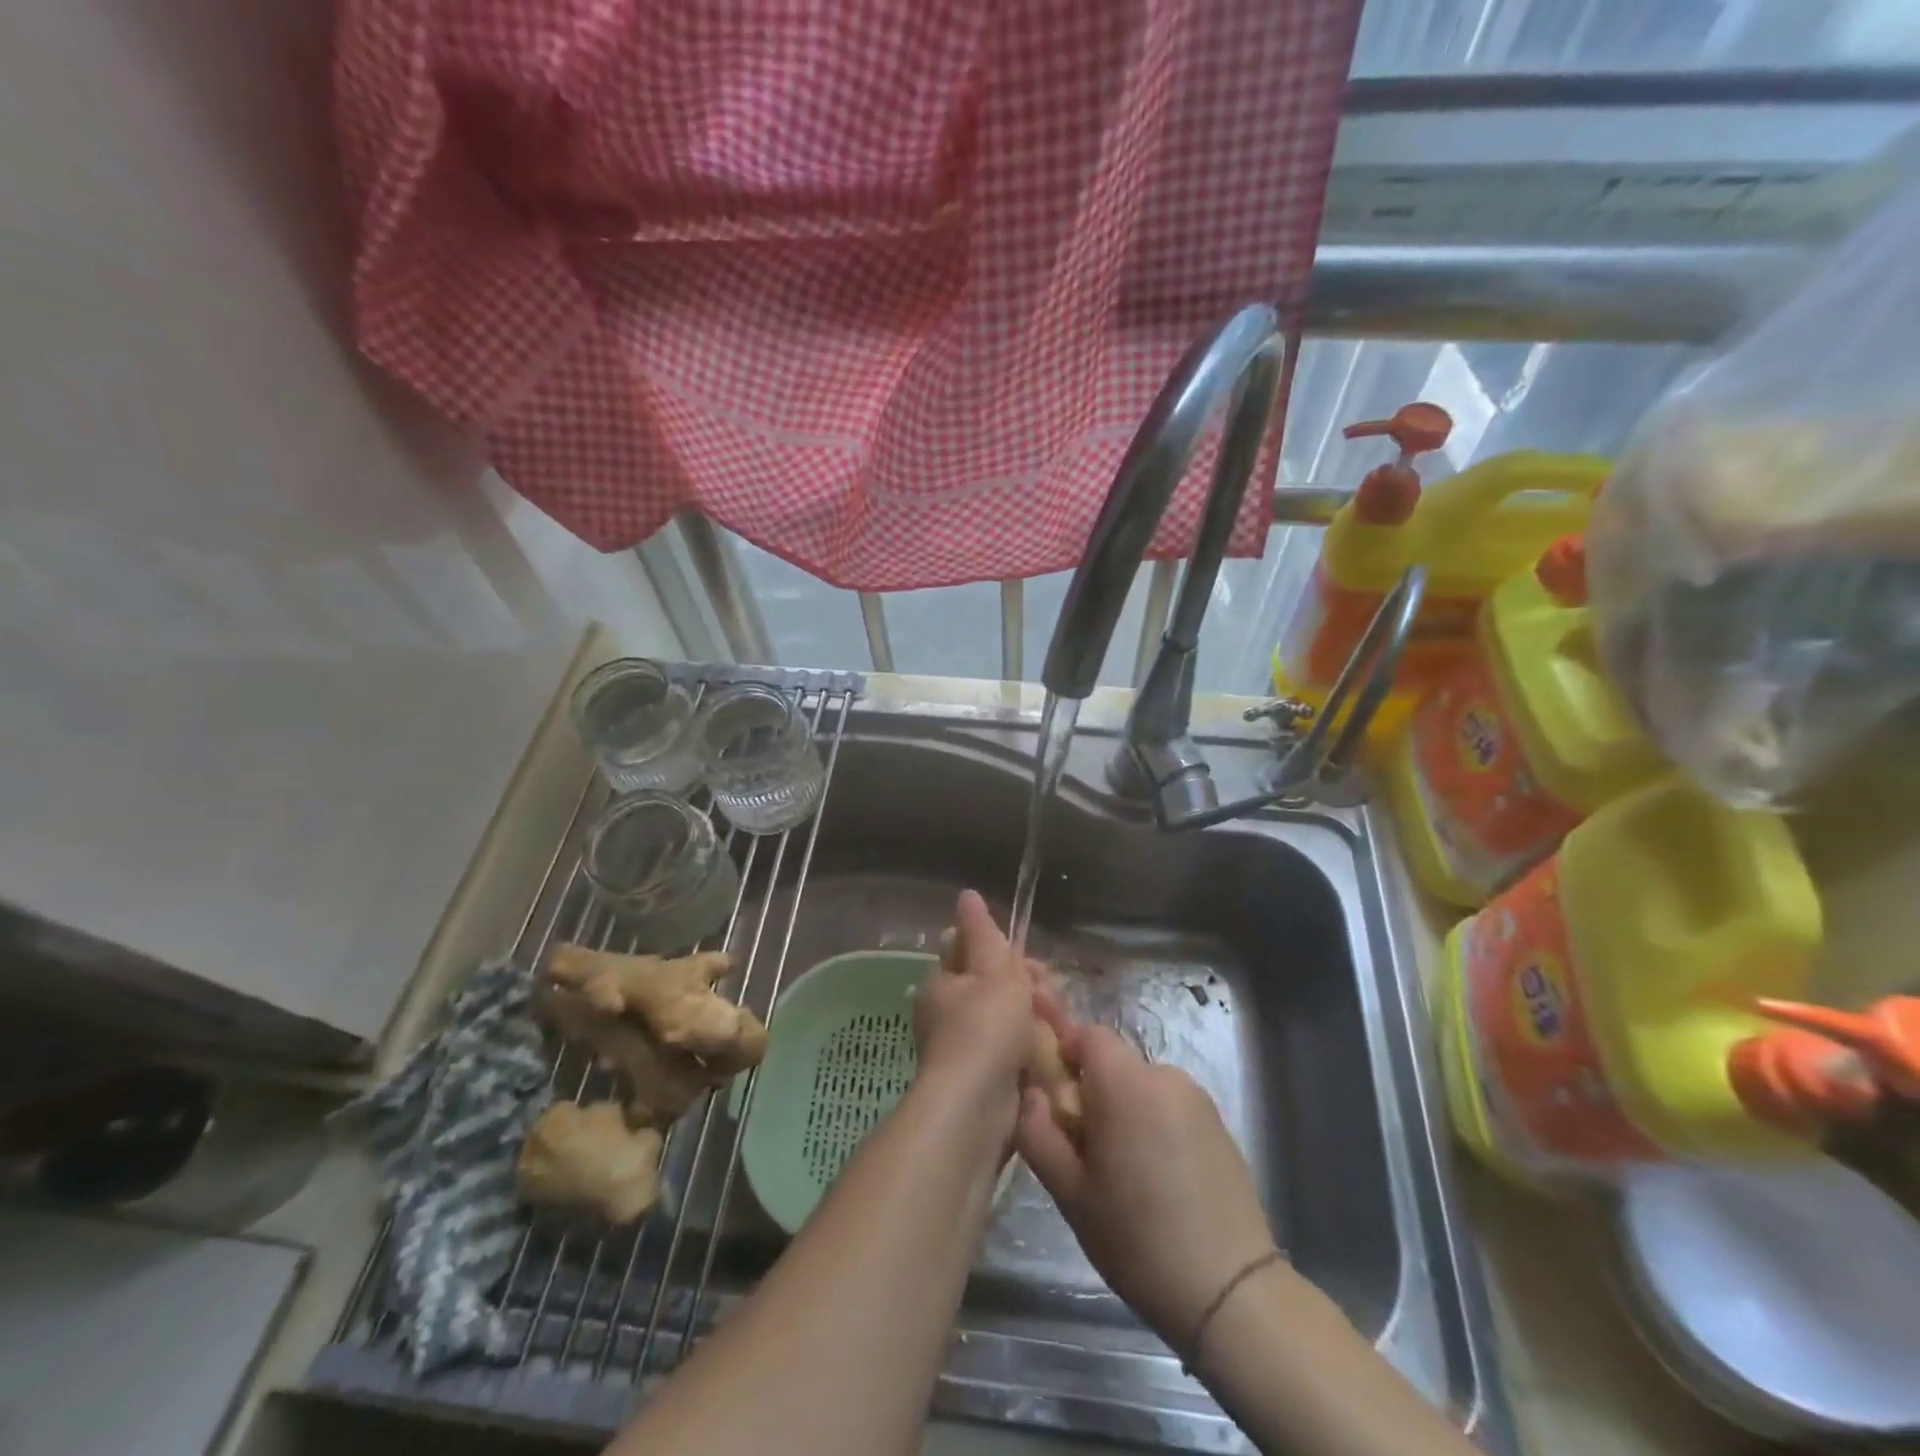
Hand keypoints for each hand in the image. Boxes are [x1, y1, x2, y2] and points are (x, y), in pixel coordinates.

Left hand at [912, 891, 1039, 1122]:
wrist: (976, 1111)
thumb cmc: (985, 1029)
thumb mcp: (992, 972)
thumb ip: (984, 933)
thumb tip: (967, 894)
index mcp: (942, 983)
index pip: (972, 953)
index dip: (1006, 953)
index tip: (1035, 966)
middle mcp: (946, 1014)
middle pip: (994, 988)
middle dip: (1028, 989)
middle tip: (1052, 999)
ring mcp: (964, 1050)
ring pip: (1007, 1022)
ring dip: (1036, 1020)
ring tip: (1060, 1029)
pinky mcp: (983, 1082)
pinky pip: (1012, 1054)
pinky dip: (1032, 1052)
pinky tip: (1053, 1055)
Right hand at [1015, 1020, 1278, 1346]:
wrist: (1231, 1292)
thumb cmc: (1138, 1239)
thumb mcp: (1071, 1193)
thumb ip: (1038, 1133)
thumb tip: (1030, 1094)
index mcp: (1125, 1083)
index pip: (1086, 1034)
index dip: (1063, 1052)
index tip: (1052, 1094)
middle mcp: (1164, 1075)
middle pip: (1114, 1061)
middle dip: (1092, 1090)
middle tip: (1083, 1147)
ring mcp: (1197, 1099)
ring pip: (1142, 1086)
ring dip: (1124, 1109)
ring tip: (1122, 1170)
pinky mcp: (1219, 1124)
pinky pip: (1170, 1107)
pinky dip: (1154, 1125)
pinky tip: (1157, 1179)